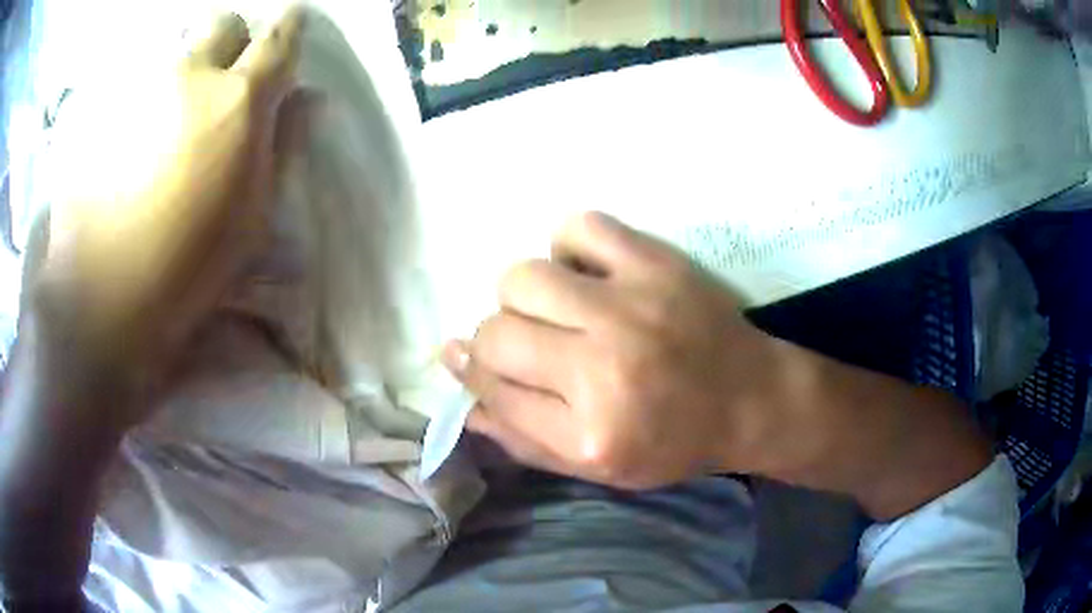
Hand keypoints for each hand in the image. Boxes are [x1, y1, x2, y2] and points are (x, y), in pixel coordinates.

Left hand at [29, 9, 305, 422]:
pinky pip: (131, 85)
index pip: (278, 39)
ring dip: (181, 71)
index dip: (289, 27)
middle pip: (221, 24)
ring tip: (168, 118)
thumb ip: (283, 147)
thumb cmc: (187, 271)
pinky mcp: (101, 113)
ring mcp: (138, 90)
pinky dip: (140, 101)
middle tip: (220, 74)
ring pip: (172, 50)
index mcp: (237, 102)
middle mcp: (189, 77)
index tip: (290, 23)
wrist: (102, 303)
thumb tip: (306, 101)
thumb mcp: (251, 218)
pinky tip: (130, 142)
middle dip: (230, 39)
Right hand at [444, 212, 990, 516]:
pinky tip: (585, 271)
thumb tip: (460, 391)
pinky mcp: (656, 263)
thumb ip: (522, 437)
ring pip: (523, 276)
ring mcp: (631, 306)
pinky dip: (569, 246)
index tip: (465, 357)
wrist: (753, 399)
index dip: (471, 371)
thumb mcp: (597, 466)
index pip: (491, 386)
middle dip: (496, 339)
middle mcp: (603, 368)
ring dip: (526, 295)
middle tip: (528, 344)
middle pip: (497, 331)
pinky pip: (579, 227)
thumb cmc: (674, 442)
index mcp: (590, 431)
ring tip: (558, 308)